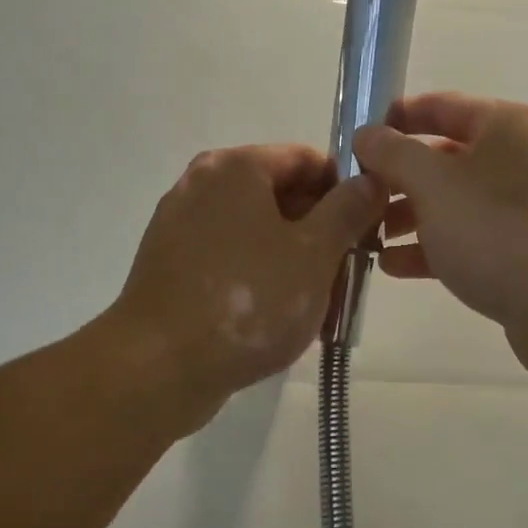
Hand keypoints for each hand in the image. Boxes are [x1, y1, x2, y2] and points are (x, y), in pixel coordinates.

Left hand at [109, 144, 386, 424]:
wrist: (157, 368)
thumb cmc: (248, 300)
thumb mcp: (315, 253)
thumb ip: (349, 210)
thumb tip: (370, 180)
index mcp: (235, 167)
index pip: (306, 158)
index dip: (345, 189)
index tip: (368, 228)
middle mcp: (202, 185)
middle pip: (280, 194)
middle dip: (320, 230)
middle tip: (349, 271)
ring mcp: (180, 226)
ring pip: (256, 230)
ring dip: (294, 259)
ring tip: (320, 303)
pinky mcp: (170, 266)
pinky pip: (229, 258)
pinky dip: (259, 276)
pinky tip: (280, 317)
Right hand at [354, 93, 527, 389]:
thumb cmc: (498, 231)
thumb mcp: (433, 184)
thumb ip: (393, 153)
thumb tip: (367, 135)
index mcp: (507, 125)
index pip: (440, 106)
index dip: (394, 119)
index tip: (355, 141)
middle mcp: (523, 157)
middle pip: (446, 157)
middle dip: (398, 177)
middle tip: (357, 197)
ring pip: (457, 201)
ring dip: (411, 216)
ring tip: (369, 236)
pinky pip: (473, 237)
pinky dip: (435, 246)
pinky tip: (394, 267)